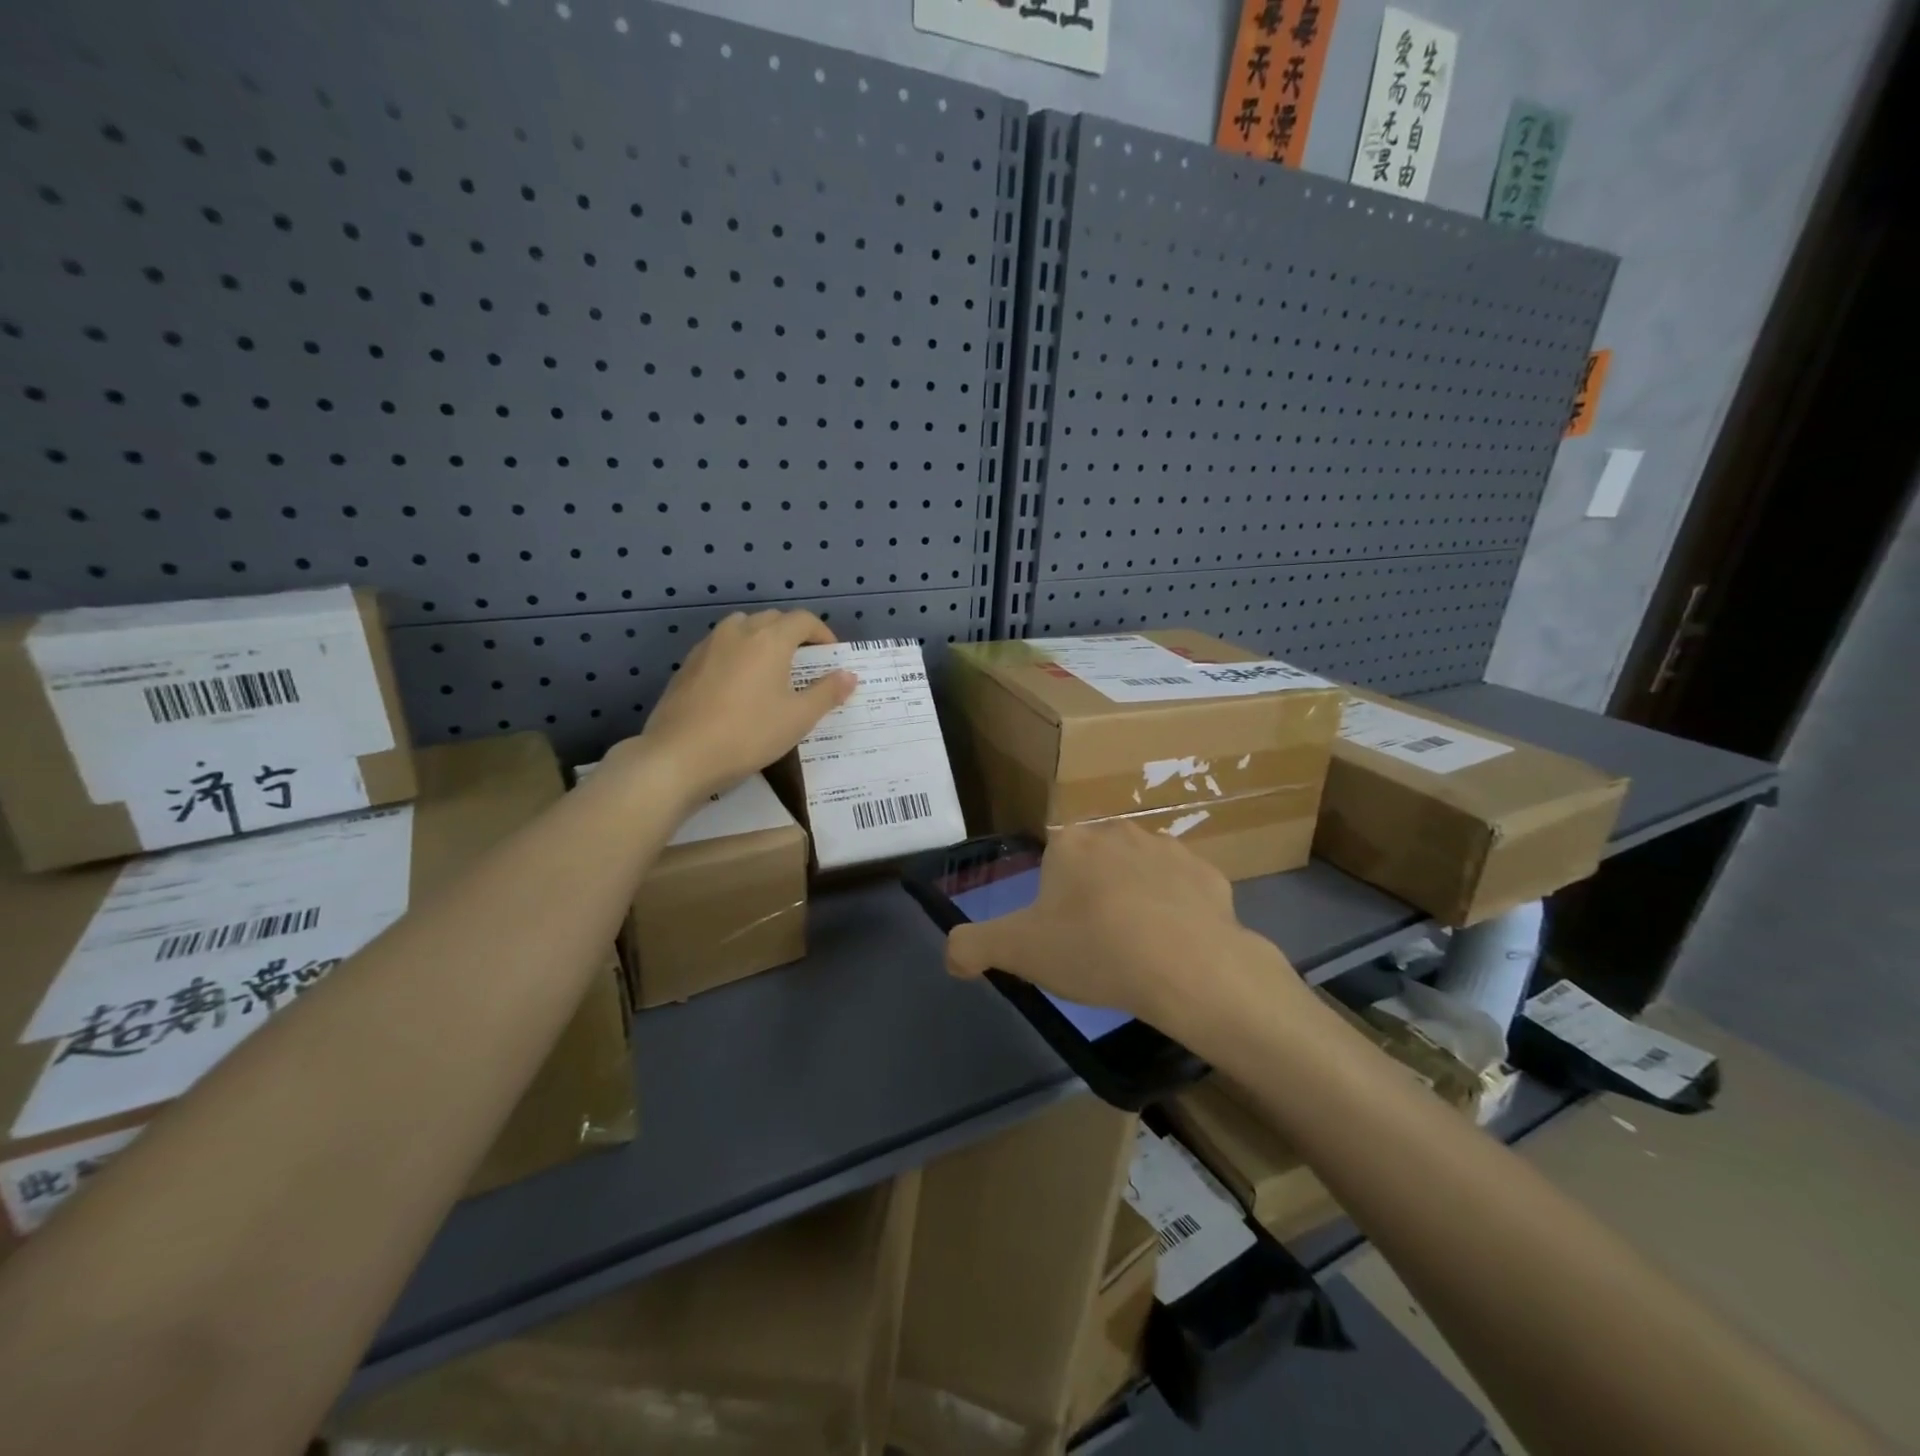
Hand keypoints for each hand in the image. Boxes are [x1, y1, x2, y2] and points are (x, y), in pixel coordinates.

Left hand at [628, 609, 856, 800]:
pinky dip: (737, 655)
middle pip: (772, 620)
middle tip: (805, 664)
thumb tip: (849, 675)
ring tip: (771, 671)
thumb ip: (827, 693)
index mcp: (769, 639)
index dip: (822, 634)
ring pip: (742, 629)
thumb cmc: (749, 734)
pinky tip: (738, 687)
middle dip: (793, 635)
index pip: (803, 620)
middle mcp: (738, 632)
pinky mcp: (687, 664)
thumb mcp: (798, 718)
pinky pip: (721, 648)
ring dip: (762, 640)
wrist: (680, 755)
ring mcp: (708, 646)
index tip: (831, 656)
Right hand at [945, 822, 1299, 1038]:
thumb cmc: (1094, 949)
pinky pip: (1182, 892)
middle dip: (1094, 894)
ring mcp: (1168, 849)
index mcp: (1071, 842)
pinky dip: (1176, 912)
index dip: (1053, 900)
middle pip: (1096, 863)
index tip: (1063, 936)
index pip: (1052, 862)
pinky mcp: (1208, 874)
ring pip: (1140, 873)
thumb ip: (973, 947)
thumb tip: (952, 954)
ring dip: (1135, 899)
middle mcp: (1118, 831)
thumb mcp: (1017, 952)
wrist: (1186, 967)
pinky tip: (1175, 946)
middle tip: (1097, 943)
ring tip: (1138, 948)